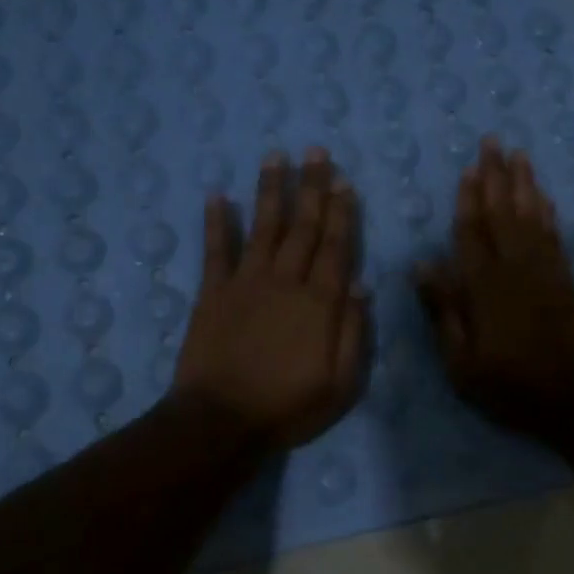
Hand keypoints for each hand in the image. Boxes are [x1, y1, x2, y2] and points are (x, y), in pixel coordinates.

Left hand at [173, 148, 367, 449]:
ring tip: (276, 156)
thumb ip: (353, 332)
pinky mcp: (212, 293)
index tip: (344, 181)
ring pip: (263, 227)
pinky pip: (215, 250)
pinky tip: (217, 196)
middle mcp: (285, 281)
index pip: (335, 247)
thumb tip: (361, 285)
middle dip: (311, 187)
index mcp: (320, 303)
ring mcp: (246, 283)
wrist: (221, 421)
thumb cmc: (288, 407)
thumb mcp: (341, 384)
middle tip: (316, 151)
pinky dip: (216, 222)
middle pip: (302, 227)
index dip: (341, 213)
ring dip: (270, 190)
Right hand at [416, 139, 573, 436]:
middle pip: (502, 212)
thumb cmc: (510, 383)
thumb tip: (423, 265)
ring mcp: (544, 270)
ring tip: (519, 155)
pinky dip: (548, 212)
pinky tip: (543, 195)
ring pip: (531, 216)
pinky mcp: (565, 278)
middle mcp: (514, 267)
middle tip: (493, 142)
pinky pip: (554, 235)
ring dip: (524, 183)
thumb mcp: (462, 360)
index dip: (468, 199)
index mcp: (483, 286)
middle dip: (496, 176)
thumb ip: (445, 310)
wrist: (573, 395)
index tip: (467, 168)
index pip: (471, 232)